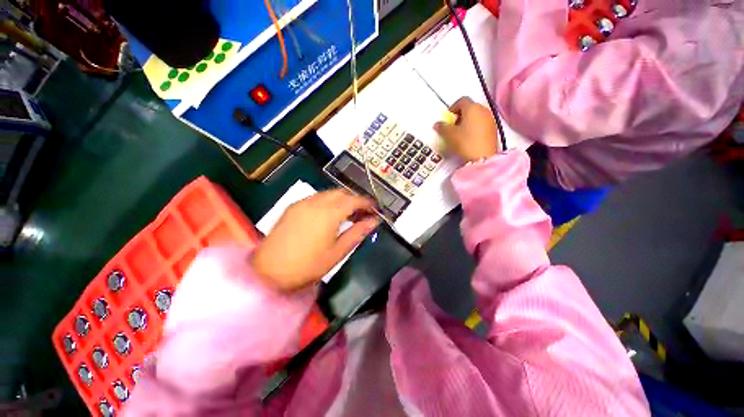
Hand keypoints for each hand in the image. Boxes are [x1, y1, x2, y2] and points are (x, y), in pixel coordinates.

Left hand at [251, 190, 379, 290]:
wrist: (268, 272)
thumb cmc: (308, 266)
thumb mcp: (338, 252)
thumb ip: (357, 233)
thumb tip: (373, 222)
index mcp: (329, 213)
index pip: (354, 200)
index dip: (367, 202)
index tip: (375, 208)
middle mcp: (316, 202)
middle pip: (341, 193)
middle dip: (355, 200)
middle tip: (362, 213)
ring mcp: (302, 203)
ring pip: (328, 193)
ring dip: (341, 199)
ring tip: (347, 214)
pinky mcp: (293, 207)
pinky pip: (316, 198)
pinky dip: (328, 202)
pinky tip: (329, 215)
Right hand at [433, 97, 501, 161]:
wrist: (483, 157)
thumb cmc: (466, 143)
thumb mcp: (449, 135)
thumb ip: (442, 127)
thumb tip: (437, 124)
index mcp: (472, 108)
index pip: (461, 100)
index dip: (453, 108)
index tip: (448, 118)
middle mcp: (483, 110)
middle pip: (470, 107)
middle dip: (460, 115)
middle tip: (453, 126)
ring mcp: (490, 119)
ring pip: (477, 115)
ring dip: (468, 121)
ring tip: (461, 133)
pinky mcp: (494, 129)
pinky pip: (482, 123)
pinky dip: (475, 127)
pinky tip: (469, 138)